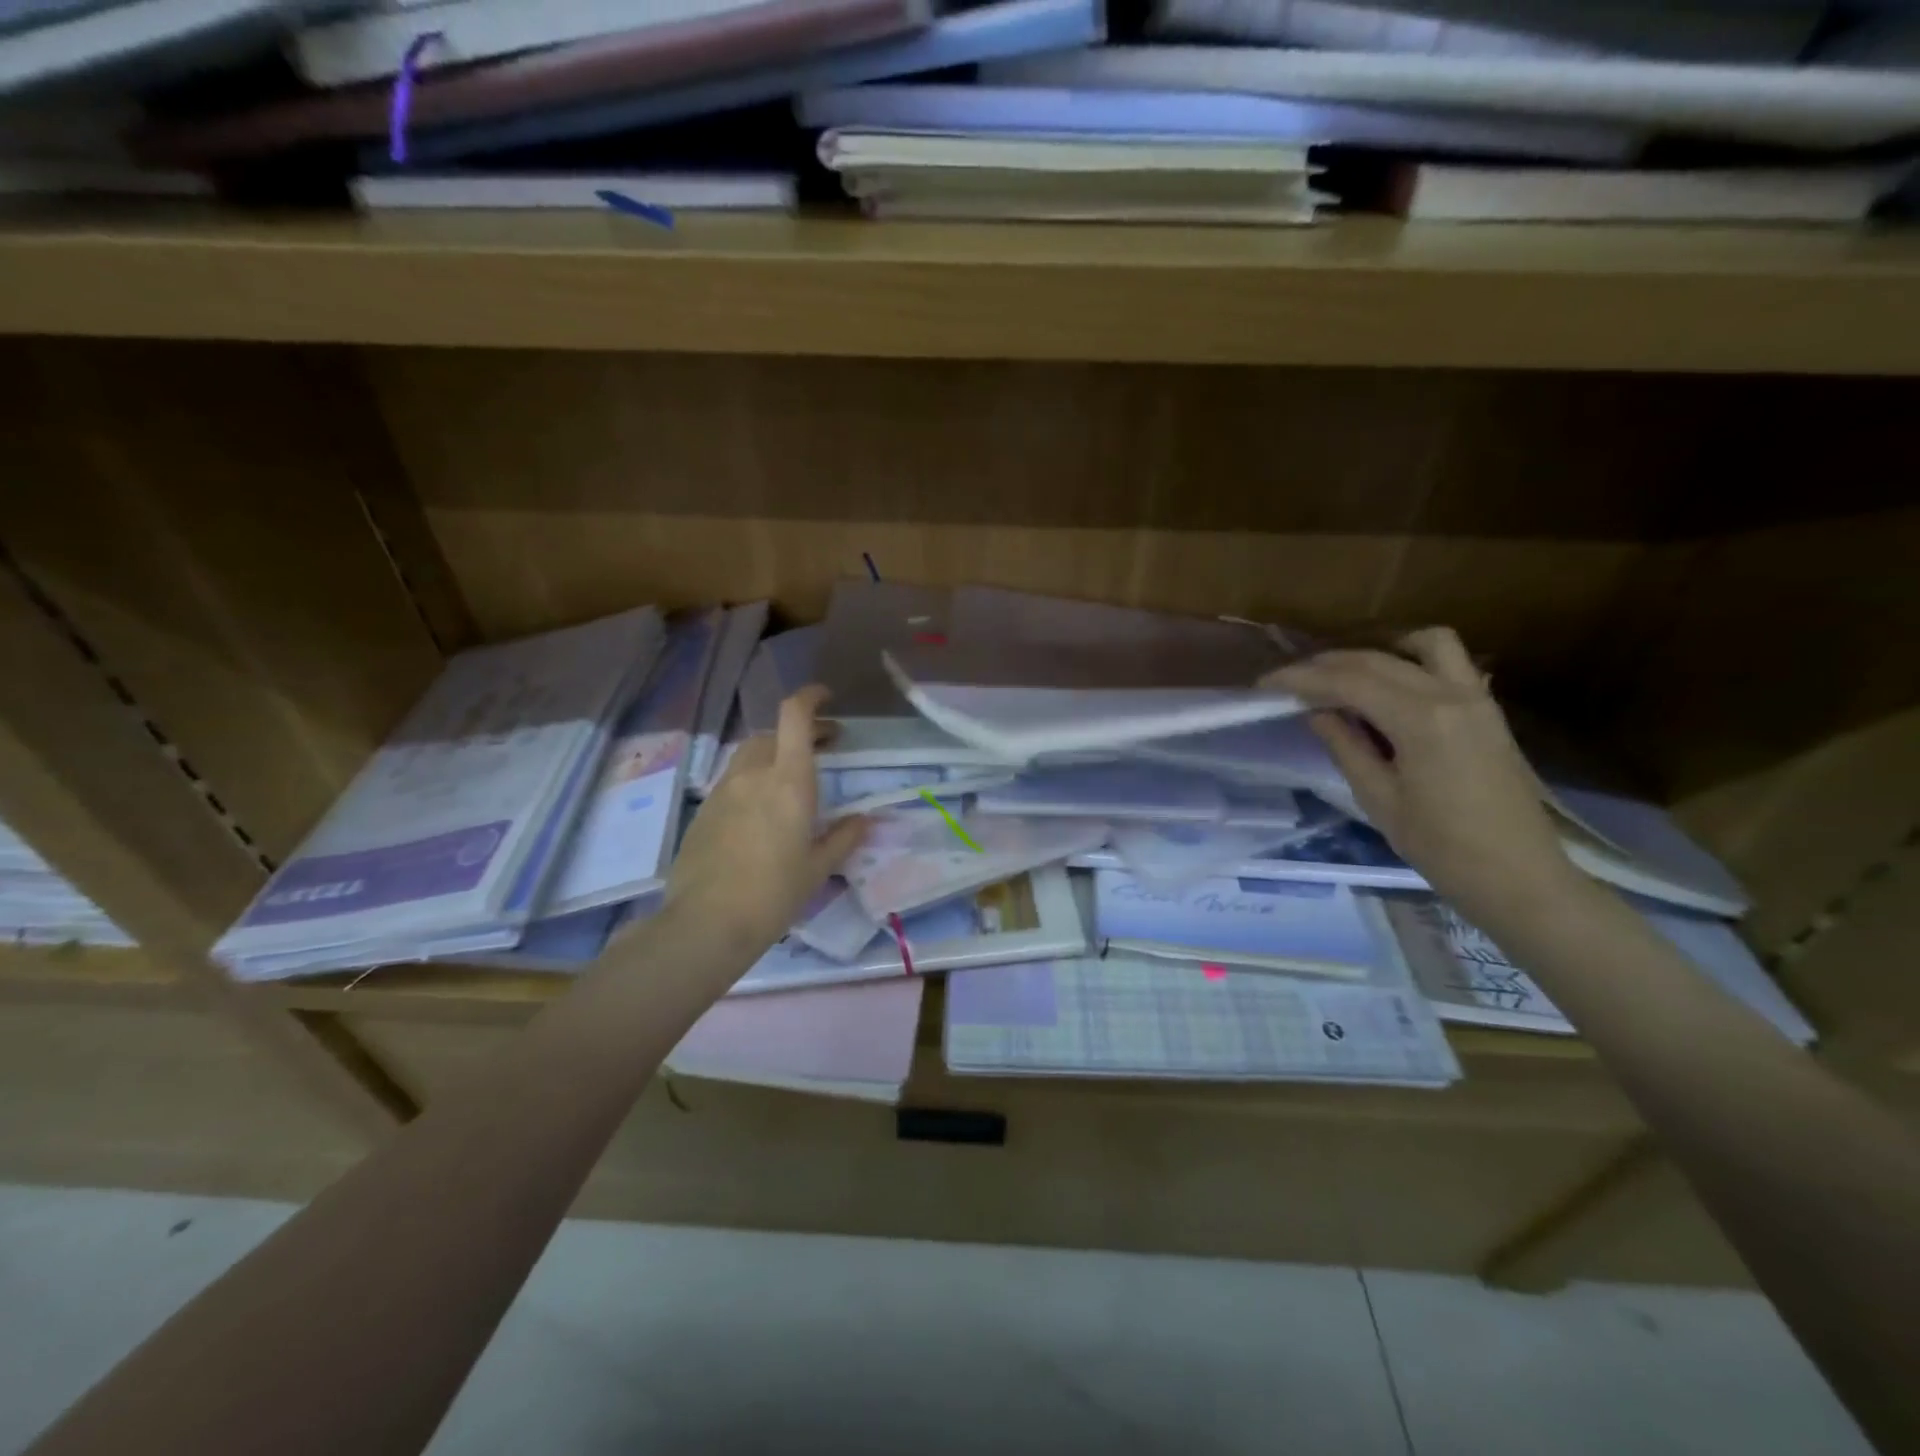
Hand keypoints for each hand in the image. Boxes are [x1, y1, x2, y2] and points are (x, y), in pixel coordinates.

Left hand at [663, 686, 868, 957]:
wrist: (706, 923)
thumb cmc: (774, 893)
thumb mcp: (818, 868)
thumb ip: (844, 837)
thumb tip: (865, 820)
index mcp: (788, 781)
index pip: (794, 715)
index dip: (810, 697)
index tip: (827, 698)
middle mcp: (753, 774)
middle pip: (773, 733)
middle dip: (799, 732)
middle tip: (822, 748)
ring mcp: (723, 790)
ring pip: (750, 755)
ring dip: (773, 755)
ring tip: (792, 779)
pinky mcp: (703, 811)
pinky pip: (733, 781)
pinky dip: (752, 780)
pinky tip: (761, 811)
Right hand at [1262, 628, 1586, 928]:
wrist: (1520, 877)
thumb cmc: (1442, 847)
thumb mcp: (1379, 799)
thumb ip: (1346, 746)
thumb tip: (1317, 712)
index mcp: (1421, 720)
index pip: (1348, 682)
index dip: (1301, 679)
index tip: (1265, 684)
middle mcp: (1451, 694)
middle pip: (1378, 659)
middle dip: (1328, 665)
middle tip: (1291, 682)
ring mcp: (1477, 698)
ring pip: (1426, 644)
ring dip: (1380, 650)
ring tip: (1346, 675)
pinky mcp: (1488, 710)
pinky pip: (1449, 664)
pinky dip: (1412, 662)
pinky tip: (1388, 689)